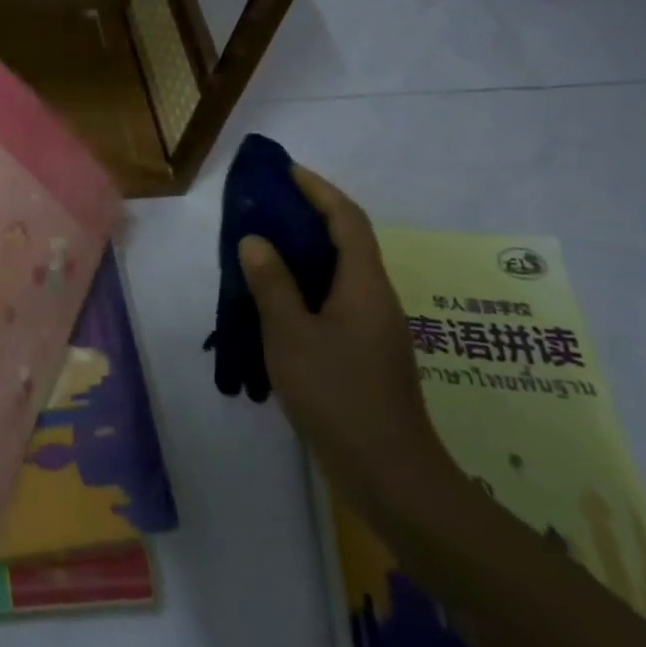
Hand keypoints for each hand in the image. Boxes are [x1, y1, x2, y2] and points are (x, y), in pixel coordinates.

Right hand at [238, 166, 452, 516]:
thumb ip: (272, 284)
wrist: (390, 475)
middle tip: (265, 206)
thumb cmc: (339, 396)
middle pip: (346, 242)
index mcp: (365, 286)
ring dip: (305, 254)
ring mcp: (375, 328)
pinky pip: (334, 301)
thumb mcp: (291, 336)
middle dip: (309, 216)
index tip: (287, 171)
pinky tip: (276, 303)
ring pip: (339, 274)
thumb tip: (255, 240)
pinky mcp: (367, 353)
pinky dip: (306, 287)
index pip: (347, 220)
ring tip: (263, 248)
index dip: (319, 190)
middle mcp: (376, 299)